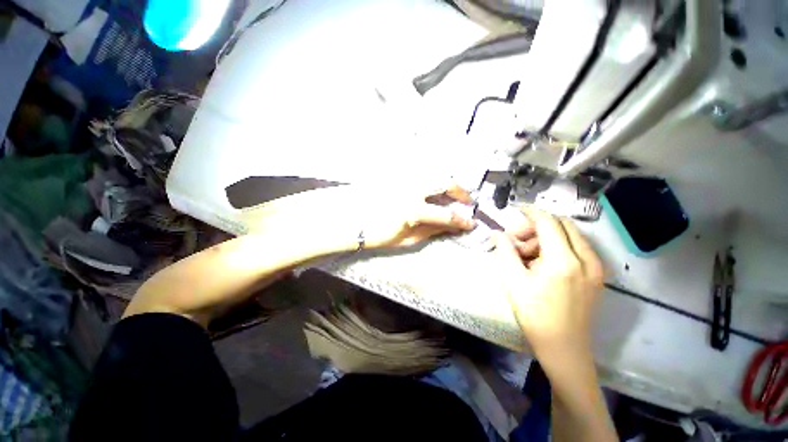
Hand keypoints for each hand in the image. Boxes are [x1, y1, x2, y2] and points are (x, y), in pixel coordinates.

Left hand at [360, 184, 476, 248]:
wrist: (354, 222)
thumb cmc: (380, 235)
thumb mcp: (408, 239)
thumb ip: (432, 231)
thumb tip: (452, 227)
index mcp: (413, 210)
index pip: (446, 214)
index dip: (463, 220)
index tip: (471, 223)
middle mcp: (411, 190)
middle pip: (444, 183)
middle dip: (460, 191)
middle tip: (466, 200)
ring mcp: (403, 179)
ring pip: (433, 173)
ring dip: (446, 182)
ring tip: (450, 193)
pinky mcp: (397, 175)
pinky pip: (419, 171)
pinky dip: (430, 177)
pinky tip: (431, 187)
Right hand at [492, 207, 603, 357]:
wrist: (564, 348)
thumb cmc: (534, 316)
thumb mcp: (513, 281)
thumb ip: (505, 252)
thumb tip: (497, 234)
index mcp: (563, 261)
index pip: (548, 222)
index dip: (530, 212)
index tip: (516, 210)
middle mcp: (586, 259)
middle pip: (562, 225)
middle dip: (538, 226)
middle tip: (518, 239)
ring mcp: (596, 267)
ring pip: (571, 236)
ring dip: (547, 237)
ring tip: (527, 255)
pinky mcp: (597, 276)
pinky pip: (578, 248)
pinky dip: (558, 247)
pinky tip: (543, 263)